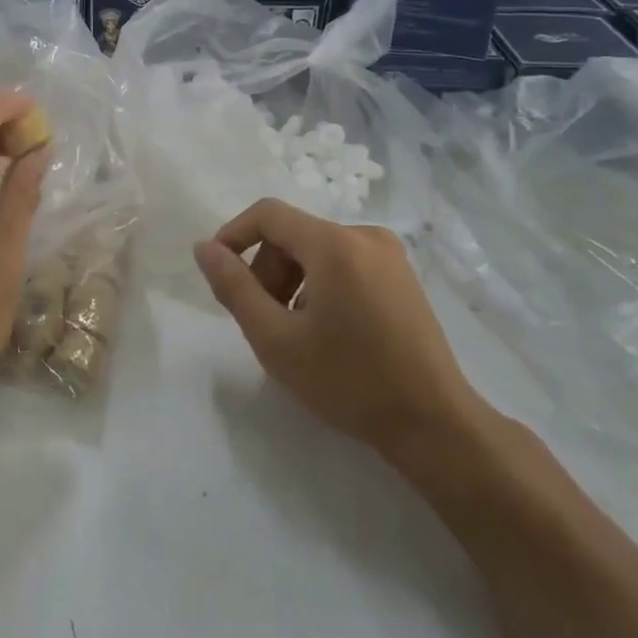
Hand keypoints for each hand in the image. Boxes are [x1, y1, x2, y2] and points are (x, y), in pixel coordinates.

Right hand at [194, 199, 486, 455]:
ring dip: (292, 280)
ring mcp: (389, 254)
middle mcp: (364, 235)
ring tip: (294, 331)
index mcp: (335, 244)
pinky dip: (320, 284)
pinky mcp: (401, 274)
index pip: (268, 214)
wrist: (433, 423)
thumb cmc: (348, 381)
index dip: (233, 235)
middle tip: (261, 320)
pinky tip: (326, 329)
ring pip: (317, 250)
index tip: (218, 274)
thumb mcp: (276, 339)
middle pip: (293, 234)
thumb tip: (204, 248)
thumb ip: (234, 288)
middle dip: (266, 269)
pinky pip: (344, 262)